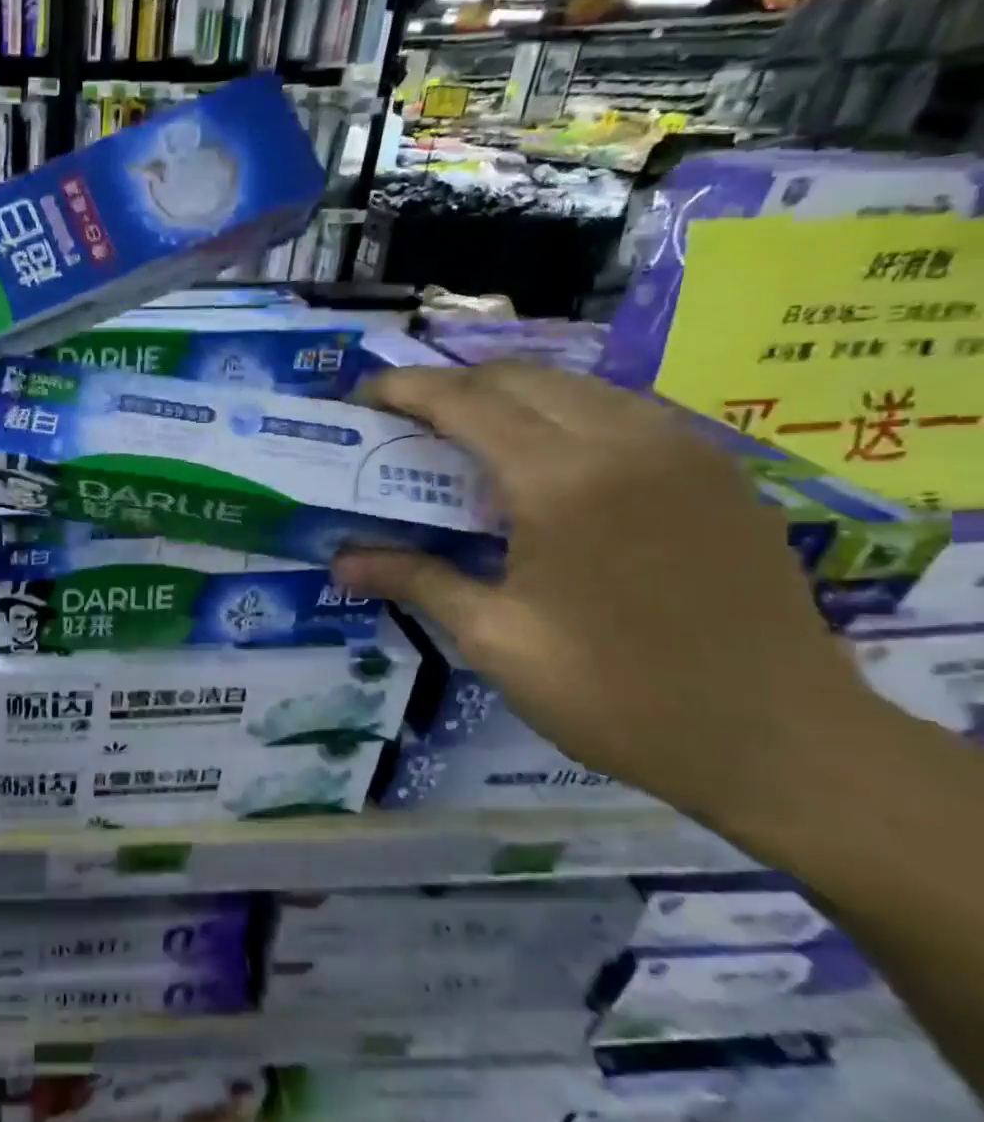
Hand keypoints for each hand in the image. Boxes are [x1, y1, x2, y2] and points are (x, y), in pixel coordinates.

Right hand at [332, 363, 879, 820]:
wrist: (783, 743)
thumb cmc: (617, 694)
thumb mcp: (496, 640)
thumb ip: (415, 580)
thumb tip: (337, 563)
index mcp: (562, 481)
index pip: (465, 402)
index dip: (405, 390)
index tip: (362, 395)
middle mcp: (625, 442)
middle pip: (519, 378)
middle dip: (451, 386)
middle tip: (405, 421)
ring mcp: (682, 450)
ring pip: (575, 386)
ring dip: (509, 397)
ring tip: (465, 437)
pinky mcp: (717, 472)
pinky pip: (622, 411)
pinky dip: (564, 415)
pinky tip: (545, 463)